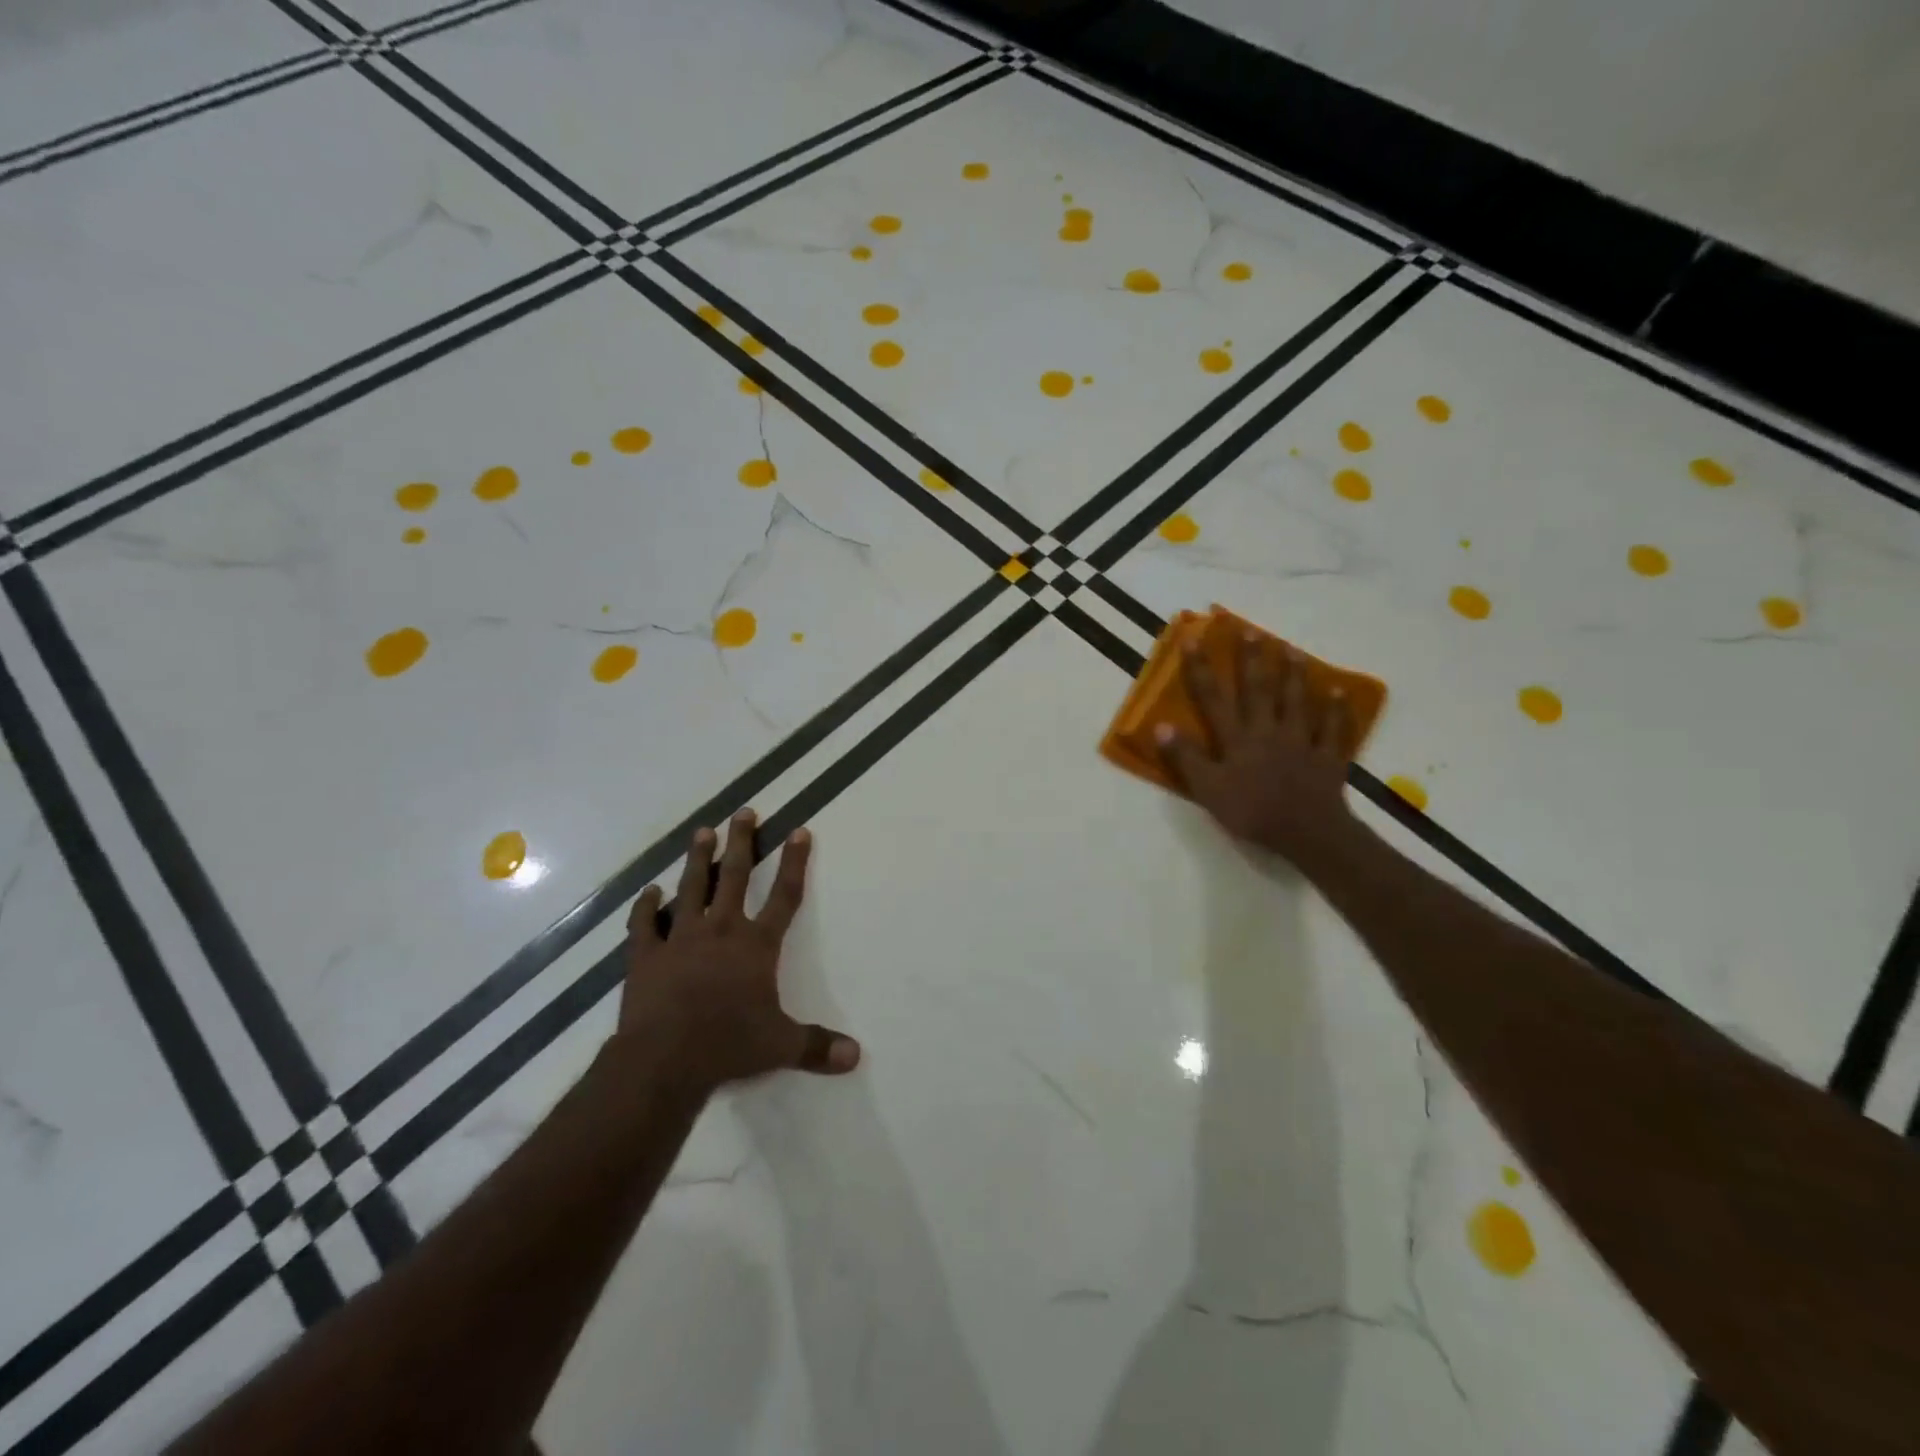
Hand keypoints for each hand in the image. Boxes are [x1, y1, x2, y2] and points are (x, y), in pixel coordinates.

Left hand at [616, 810, 859, 1093]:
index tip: (799, 831)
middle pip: (734, 877)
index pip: (784, 896)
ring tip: (702, 832)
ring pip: (691, 888)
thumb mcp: (781, 1046)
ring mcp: (680, 939)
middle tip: (744, 812)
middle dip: (742, 842)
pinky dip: (646, 907)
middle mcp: (721, 930)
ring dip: (698, 859)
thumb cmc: (728, 1045)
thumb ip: (817, 1046)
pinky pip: (645, 924)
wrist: (664, 1060)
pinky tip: (649, 891)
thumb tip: (856, 1056)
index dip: (794, 863)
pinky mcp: (646, 956)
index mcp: (756, 945)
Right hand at [1155, 632, 1361, 868]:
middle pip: (1258, 690)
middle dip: (1252, 660)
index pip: (1213, 698)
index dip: (1201, 668)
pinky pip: (1333, 729)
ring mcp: (1301, 741)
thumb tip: (1161, 725)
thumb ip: (1186, 758)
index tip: (1194, 639)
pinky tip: (1338, 692)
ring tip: (1291, 650)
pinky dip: (1336, 710)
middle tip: (1251, 631)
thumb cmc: (1251, 812)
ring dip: (1293, 675)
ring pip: (1296, 702)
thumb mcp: (1208, 790)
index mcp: (1236, 739)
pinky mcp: (1327, 757)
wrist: (1306, 832)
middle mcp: (1267, 731)